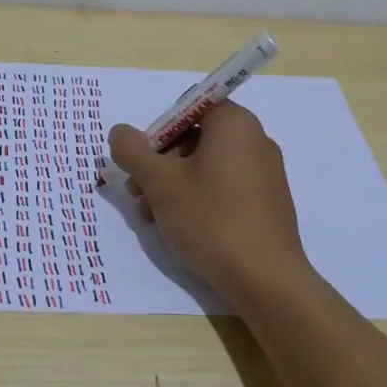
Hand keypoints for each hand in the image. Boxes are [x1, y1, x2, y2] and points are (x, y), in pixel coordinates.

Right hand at [107, 99, 313, 304]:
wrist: (266, 279)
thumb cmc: (211, 220)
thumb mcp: (160, 183)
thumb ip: (133, 151)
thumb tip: (119, 132)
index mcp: (234, 123)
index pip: (188, 107)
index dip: (159, 131)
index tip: (142, 161)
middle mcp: (255, 139)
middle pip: (194, 138)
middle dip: (160, 164)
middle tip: (137, 194)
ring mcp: (265, 172)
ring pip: (205, 166)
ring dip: (172, 185)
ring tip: (151, 218)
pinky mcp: (267, 201)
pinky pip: (224, 187)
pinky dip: (198, 199)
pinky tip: (179, 227)